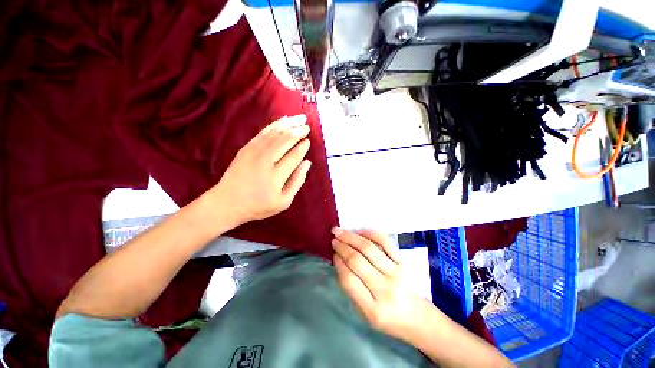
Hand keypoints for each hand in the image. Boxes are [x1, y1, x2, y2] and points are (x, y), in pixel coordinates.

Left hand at [204, 115, 311, 227]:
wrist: (227, 203)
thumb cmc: (258, 205)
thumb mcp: (283, 202)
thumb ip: (297, 182)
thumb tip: (307, 163)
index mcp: (275, 177)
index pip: (293, 156)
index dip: (302, 147)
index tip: (308, 141)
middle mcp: (264, 161)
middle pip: (284, 141)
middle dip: (297, 131)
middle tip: (307, 126)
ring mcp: (253, 152)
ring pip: (274, 133)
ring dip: (288, 124)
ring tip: (299, 118)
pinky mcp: (246, 148)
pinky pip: (263, 133)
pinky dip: (274, 125)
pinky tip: (282, 121)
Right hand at [332, 227, 432, 341]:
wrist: (418, 318)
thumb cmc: (389, 319)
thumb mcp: (365, 314)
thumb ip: (352, 289)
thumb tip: (340, 260)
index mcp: (373, 308)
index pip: (349, 280)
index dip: (338, 263)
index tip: (333, 254)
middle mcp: (385, 288)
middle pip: (357, 260)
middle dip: (342, 246)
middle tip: (333, 239)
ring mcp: (396, 272)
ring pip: (368, 248)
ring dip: (351, 237)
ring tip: (340, 231)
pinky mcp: (403, 261)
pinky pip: (385, 241)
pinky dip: (370, 233)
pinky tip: (359, 231)